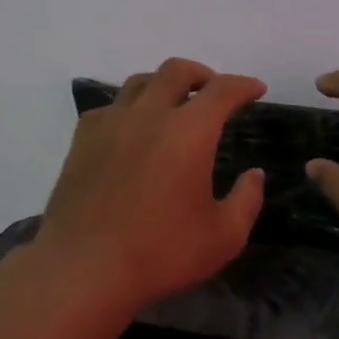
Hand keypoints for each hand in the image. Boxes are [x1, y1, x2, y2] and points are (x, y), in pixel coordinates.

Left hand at [35, 58, 267, 310]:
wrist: (85, 267)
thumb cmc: (162, 253)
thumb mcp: (224, 236)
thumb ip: (247, 200)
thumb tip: (254, 175)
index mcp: (189, 132)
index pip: (222, 90)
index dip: (244, 85)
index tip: (256, 90)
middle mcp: (149, 115)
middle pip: (176, 71)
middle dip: (202, 74)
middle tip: (213, 91)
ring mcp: (110, 125)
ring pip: (139, 83)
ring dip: (163, 86)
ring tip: (172, 106)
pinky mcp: (82, 141)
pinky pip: (109, 108)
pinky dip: (129, 109)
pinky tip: (131, 131)